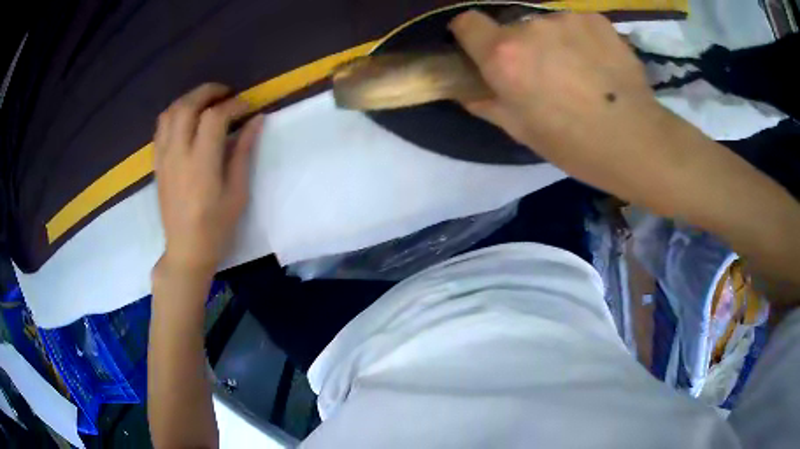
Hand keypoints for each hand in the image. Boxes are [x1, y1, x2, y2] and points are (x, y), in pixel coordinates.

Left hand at [154, 83, 262, 274]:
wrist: (185, 250)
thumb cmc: (216, 227)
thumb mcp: (237, 193)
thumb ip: (243, 152)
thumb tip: (256, 120)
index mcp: (201, 164)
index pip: (214, 117)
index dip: (234, 105)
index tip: (248, 107)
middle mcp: (178, 154)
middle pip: (187, 106)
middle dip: (209, 92)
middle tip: (227, 94)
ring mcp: (164, 158)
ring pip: (170, 112)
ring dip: (189, 99)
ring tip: (206, 102)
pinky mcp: (157, 163)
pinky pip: (160, 128)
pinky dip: (175, 114)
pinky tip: (187, 119)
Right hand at [449, 11, 671, 198]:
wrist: (637, 140)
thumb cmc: (574, 145)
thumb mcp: (522, 131)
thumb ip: (488, 103)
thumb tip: (468, 92)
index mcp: (504, 55)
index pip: (467, 22)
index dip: (470, 35)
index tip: (482, 49)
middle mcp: (529, 27)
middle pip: (512, 27)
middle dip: (520, 46)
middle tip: (544, 75)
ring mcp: (565, 18)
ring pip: (546, 26)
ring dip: (552, 42)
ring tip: (578, 72)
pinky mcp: (595, 18)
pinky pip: (575, 24)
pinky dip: (579, 39)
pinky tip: (598, 65)